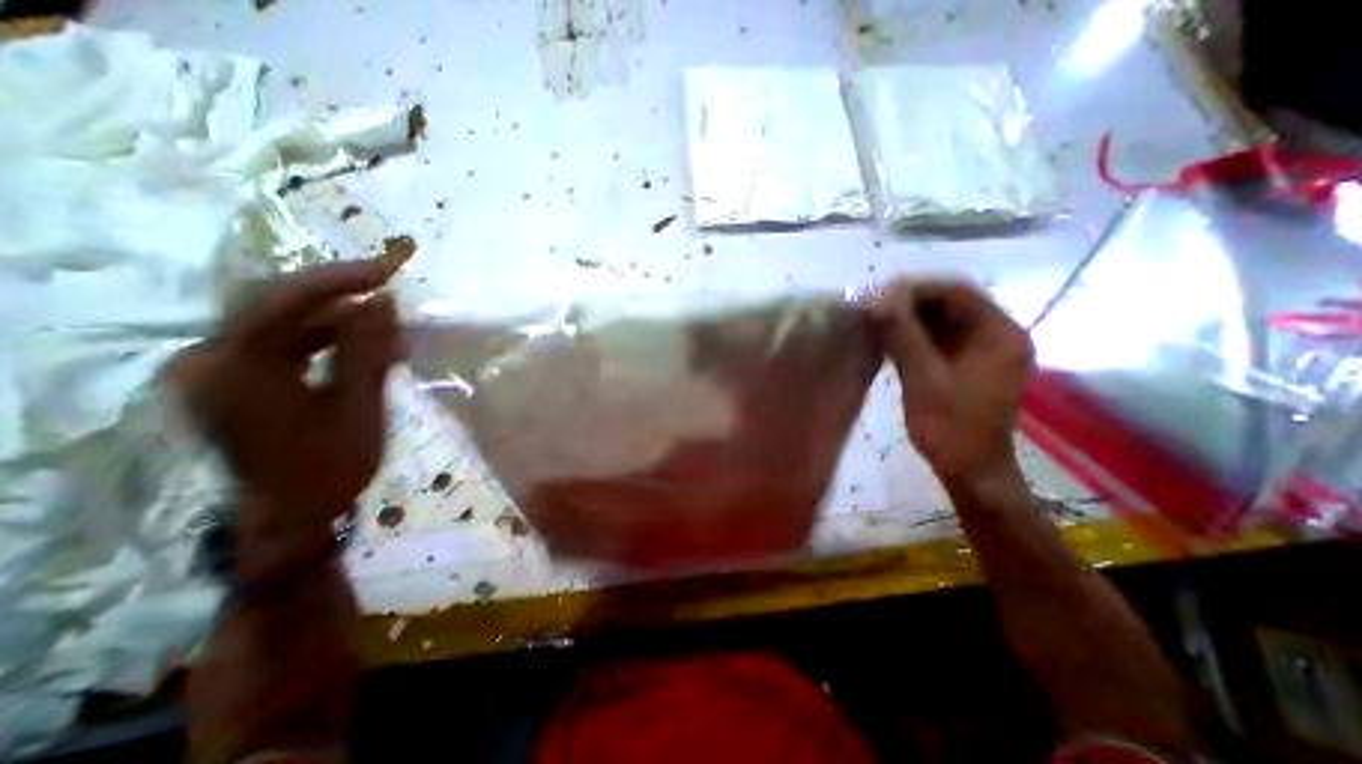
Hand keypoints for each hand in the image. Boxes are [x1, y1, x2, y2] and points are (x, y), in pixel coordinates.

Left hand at [167, 260, 400, 575]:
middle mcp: (212, 361)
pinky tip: (370, 350)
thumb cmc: (330, 467)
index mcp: (236, 370)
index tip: (388, 272)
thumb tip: (385, 301)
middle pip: (278, 307)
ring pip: (285, 325)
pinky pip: (286, 346)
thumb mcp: (358, 408)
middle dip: (341, 296)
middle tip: (390, 292)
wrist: (293, 515)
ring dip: (342, 322)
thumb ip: (367, 351)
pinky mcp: (237, 381)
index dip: (339, 279)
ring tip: (393, 331)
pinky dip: (330, 342)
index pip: (283, 301)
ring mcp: (220, 371)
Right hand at [873, 277, 1033, 482]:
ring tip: (875, 317)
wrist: (968, 469)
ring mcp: (983, 350)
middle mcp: (997, 335)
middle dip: (910, 301)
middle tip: (873, 305)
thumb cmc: (950, 426)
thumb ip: (902, 335)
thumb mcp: (923, 377)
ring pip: (943, 320)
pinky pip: (940, 338)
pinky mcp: (968, 364)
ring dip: (909, 317)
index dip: (916, 288)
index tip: (879, 293)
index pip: (957, 292)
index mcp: (999, 334)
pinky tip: (888, 336)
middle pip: (951, 303)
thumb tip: (876, 301)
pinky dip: (914, 334)